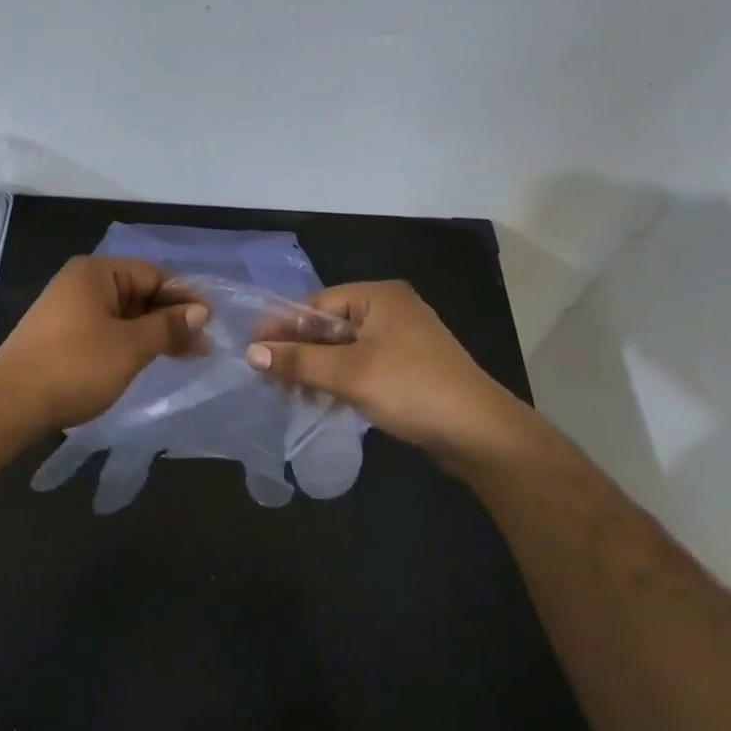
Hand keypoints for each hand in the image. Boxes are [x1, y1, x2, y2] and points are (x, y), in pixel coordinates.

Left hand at [0, 256, 206, 431]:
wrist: (9, 404)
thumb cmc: (75, 366)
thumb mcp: (130, 346)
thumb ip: (168, 326)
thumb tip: (201, 311)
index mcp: (96, 273)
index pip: (154, 274)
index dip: (185, 298)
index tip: (212, 324)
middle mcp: (81, 283)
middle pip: (139, 292)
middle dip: (171, 318)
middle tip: (202, 347)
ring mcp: (69, 310)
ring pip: (124, 314)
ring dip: (153, 333)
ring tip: (184, 356)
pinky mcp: (62, 336)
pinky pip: (106, 330)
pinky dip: (130, 342)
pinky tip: (148, 360)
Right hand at [244, 280, 559, 470]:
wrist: (480, 433)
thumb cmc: (411, 389)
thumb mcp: (348, 374)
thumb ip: (298, 361)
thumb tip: (251, 353)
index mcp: (378, 297)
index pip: (316, 305)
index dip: (283, 328)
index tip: (252, 352)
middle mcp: (390, 310)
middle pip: (329, 326)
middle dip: (299, 352)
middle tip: (267, 379)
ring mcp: (402, 340)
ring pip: (344, 349)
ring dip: (317, 370)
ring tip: (289, 395)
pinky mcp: (408, 368)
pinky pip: (362, 366)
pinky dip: (340, 381)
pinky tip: (320, 401)